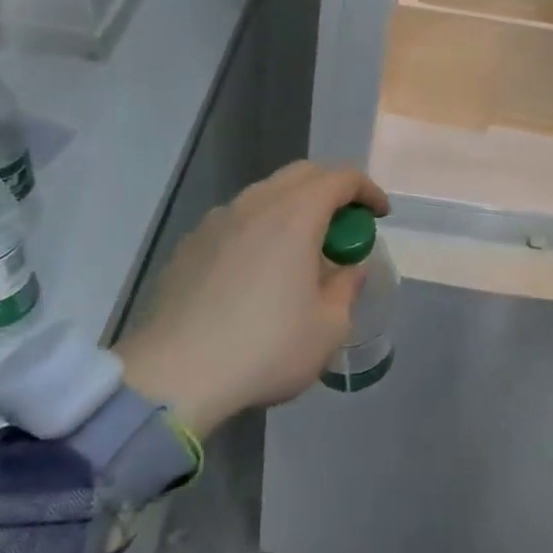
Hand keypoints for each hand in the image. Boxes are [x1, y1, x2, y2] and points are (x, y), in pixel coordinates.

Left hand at [112, 161, 389, 437]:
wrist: (173, 377)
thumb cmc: (264, 349)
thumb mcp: (328, 329)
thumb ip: (346, 288)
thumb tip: (350, 268)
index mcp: (294, 215)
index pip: (341, 179)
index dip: (367, 190)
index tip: (380, 215)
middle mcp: (255, 204)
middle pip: (302, 174)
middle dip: (331, 190)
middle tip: (345, 225)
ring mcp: (217, 221)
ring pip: (265, 194)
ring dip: (293, 208)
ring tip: (300, 249)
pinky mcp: (190, 244)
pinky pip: (236, 220)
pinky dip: (259, 228)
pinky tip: (256, 270)